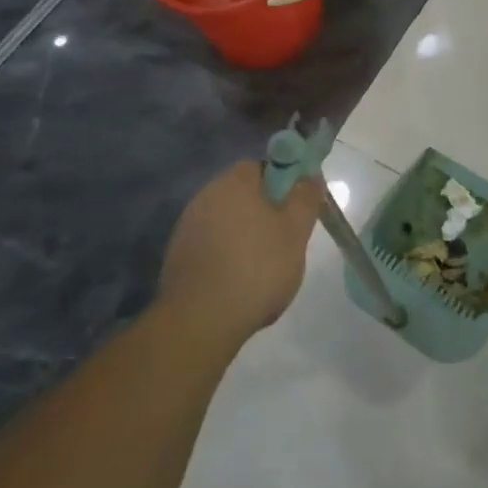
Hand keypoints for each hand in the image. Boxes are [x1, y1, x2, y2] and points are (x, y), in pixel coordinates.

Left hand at [158, 162, 324, 352]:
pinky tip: (237, 282)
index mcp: (234, 183)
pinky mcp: (177, 256)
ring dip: (243, 235)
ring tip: (262, 267)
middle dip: (263, 211)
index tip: (295, 208)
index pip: (261, 167)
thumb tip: (309, 176)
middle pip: (242, 194)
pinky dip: (225, 256)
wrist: (200, 321)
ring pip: (226, 221)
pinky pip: (210, 245)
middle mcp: (206, 196)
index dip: (282, 183)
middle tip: (284, 239)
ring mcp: (187, 227)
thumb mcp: (295, 232)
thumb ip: (305, 199)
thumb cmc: (256, 268)